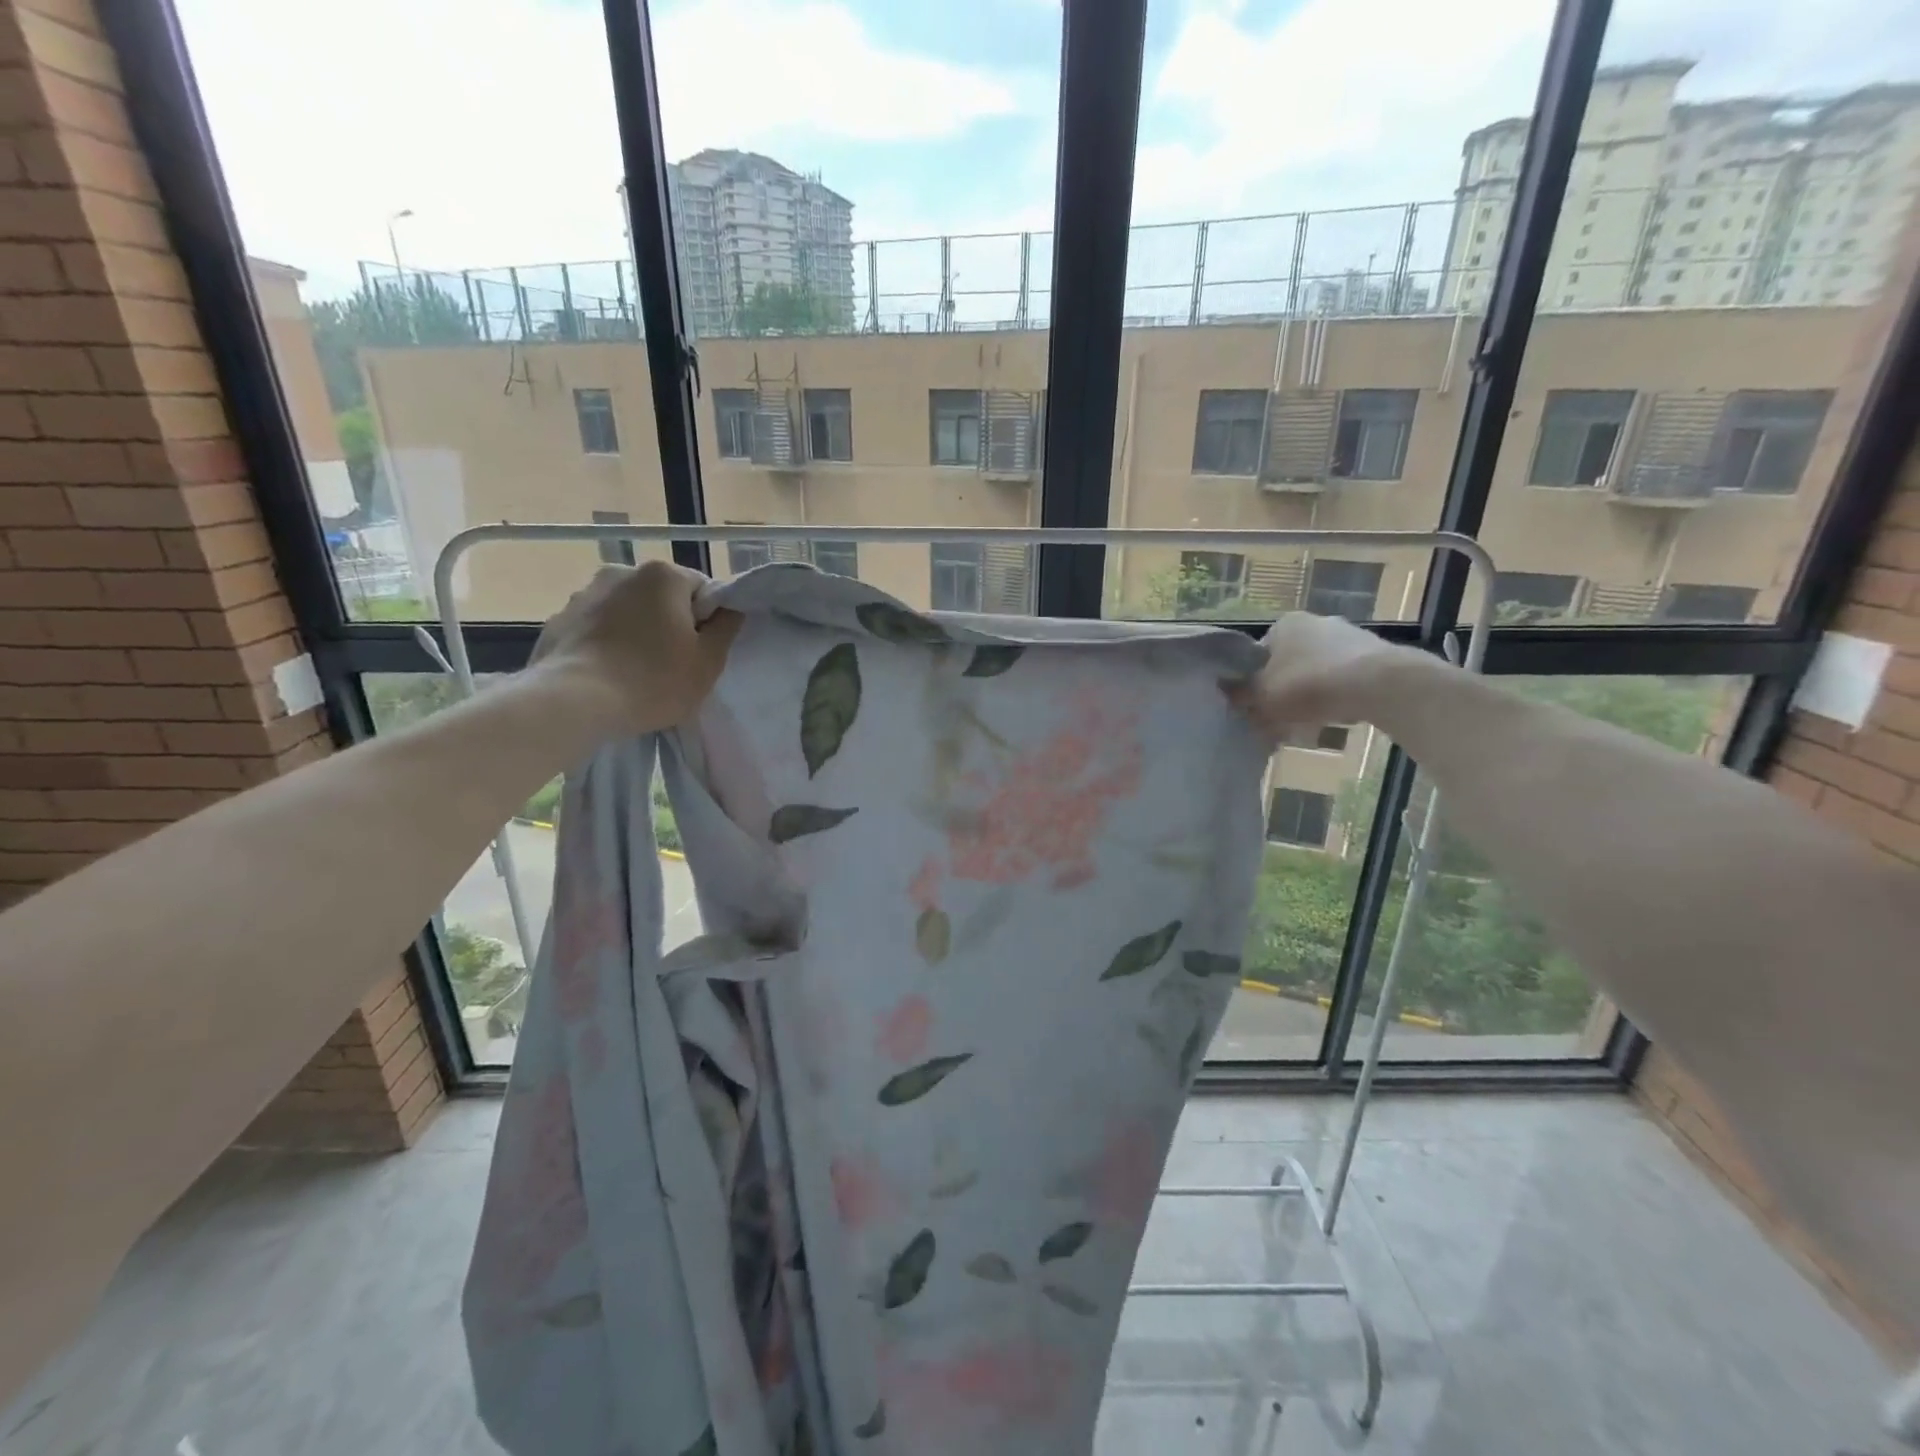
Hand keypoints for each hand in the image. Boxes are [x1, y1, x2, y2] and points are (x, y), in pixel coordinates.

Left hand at [531, 562, 741, 733]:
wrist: (575, 702)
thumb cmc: (654, 680)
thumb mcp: (709, 661)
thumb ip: (727, 627)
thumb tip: (730, 608)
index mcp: (662, 575)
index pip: (701, 589)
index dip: (707, 621)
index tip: (701, 651)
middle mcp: (621, 572)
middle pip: (661, 597)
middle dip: (668, 623)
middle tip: (672, 665)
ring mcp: (583, 594)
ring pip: (626, 611)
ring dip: (635, 632)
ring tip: (635, 673)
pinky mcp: (558, 620)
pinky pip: (595, 628)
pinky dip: (605, 643)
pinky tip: (607, 675)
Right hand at [1224, 612, 1416, 737]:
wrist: (1380, 685)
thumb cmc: (1309, 684)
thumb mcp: (1261, 696)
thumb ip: (1239, 696)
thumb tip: (1225, 696)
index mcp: (1284, 624)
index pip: (1257, 655)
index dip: (1251, 684)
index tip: (1253, 708)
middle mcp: (1316, 622)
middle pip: (1288, 664)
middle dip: (1282, 691)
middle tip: (1278, 720)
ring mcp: (1350, 636)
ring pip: (1316, 673)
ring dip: (1309, 697)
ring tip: (1306, 727)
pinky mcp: (1376, 656)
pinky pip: (1345, 681)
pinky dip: (1336, 698)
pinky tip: (1335, 720)